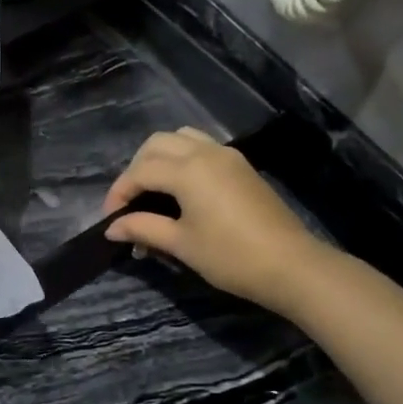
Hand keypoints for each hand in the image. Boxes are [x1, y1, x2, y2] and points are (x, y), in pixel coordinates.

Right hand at [102, 128, 325, 310]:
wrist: (291, 265)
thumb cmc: (230, 256)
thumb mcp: (181, 244)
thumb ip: (143, 228)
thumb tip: (112, 228)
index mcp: (187, 170)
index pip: (140, 171)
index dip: (119, 192)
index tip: (111, 220)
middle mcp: (205, 153)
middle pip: (157, 144)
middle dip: (136, 168)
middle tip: (130, 201)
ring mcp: (227, 156)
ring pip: (181, 138)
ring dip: (160, 157)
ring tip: (153, 189)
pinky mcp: (241, 166)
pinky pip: (202, 147)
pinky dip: (183, 158)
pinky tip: (181, 189)